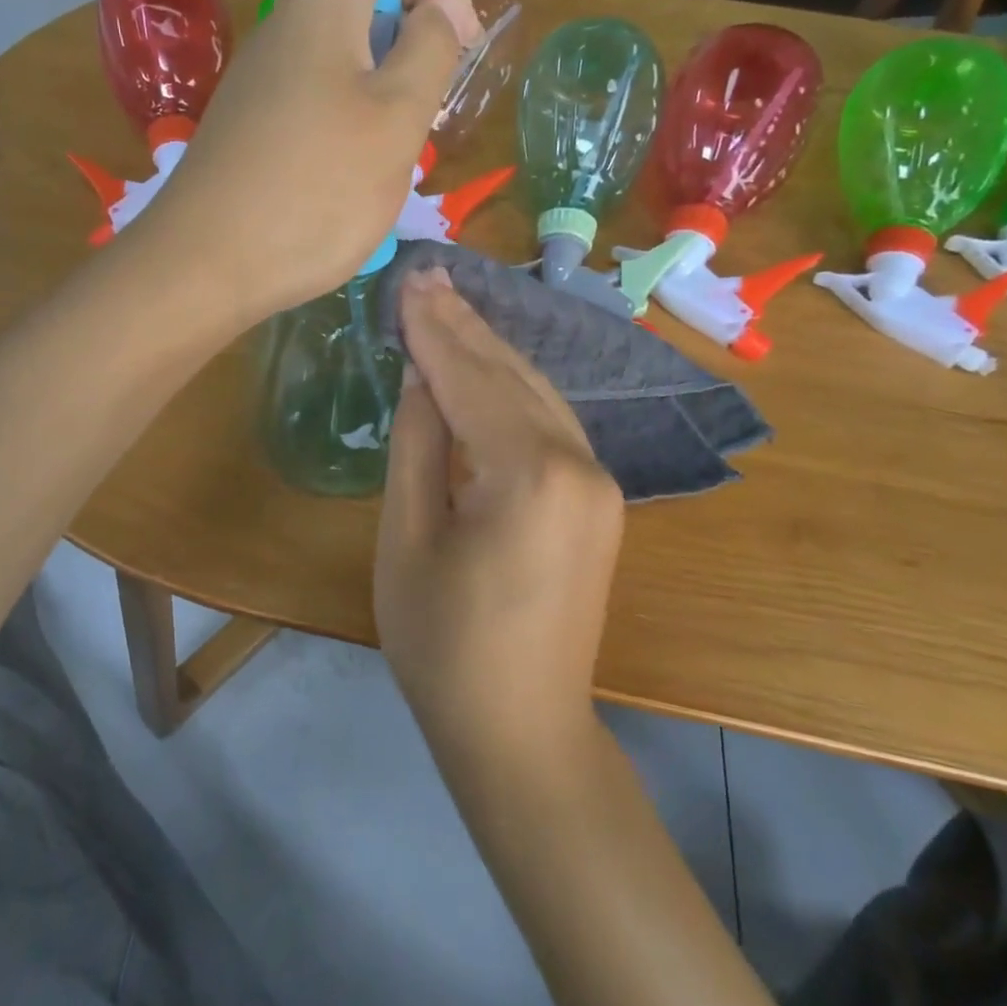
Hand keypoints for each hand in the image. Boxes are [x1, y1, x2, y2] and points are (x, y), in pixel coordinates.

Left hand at [133, 0, 480, 321]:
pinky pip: (308, 104)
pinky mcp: (244, 129)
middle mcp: (280, 31)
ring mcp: (255, 83)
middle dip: (408, 44)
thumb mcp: (397, 116)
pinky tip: (347, 177)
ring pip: (334, 63)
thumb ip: (430, 49)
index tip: (462, 41)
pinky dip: (342, 124)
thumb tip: (439, 9)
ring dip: (378, 92)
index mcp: (320, 8)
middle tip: (432, 107)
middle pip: (357, 5)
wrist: (207, 263)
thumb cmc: (318, 186)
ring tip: (396, 151)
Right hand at [374, 269, 624, 769]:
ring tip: (448, 304)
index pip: (471, 378)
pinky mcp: (598, 499)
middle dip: (464, 324)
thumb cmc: (443, 645)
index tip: (408, 279)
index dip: (434, 328)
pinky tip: (486, 364)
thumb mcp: (409, 538)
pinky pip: (550, 423)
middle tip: (426, 275)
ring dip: (489, 349)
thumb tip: (420, 375)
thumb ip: (418, 444)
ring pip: (536, 393)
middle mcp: (579, 463)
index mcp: (530, 473)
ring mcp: (599, 480)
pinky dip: (511, 388)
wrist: (522, 730)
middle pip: (511, 374)